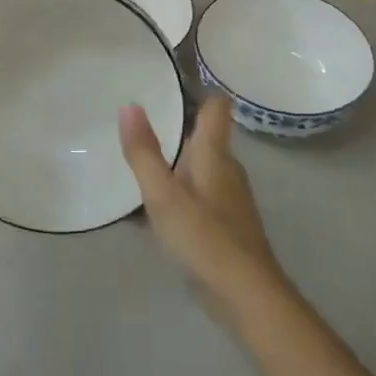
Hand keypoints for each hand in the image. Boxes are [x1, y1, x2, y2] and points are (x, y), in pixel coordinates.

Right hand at [119, 95, 288, 328]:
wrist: (246, 295)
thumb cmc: (204, 237)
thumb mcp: (164, 195)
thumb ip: (144, 152)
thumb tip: (129, 105)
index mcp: (215, 154)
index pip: (216, 107)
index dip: (198, 89)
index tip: (169, 81)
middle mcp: (226, 169)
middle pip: (204, 136)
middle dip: (175, 126)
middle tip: (137, 121)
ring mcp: (228, 198)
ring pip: (199, 167)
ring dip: (173, 162)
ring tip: (138, 161)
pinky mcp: (225, 224)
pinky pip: (197, 195)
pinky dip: (177, 192)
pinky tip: (151, 209)